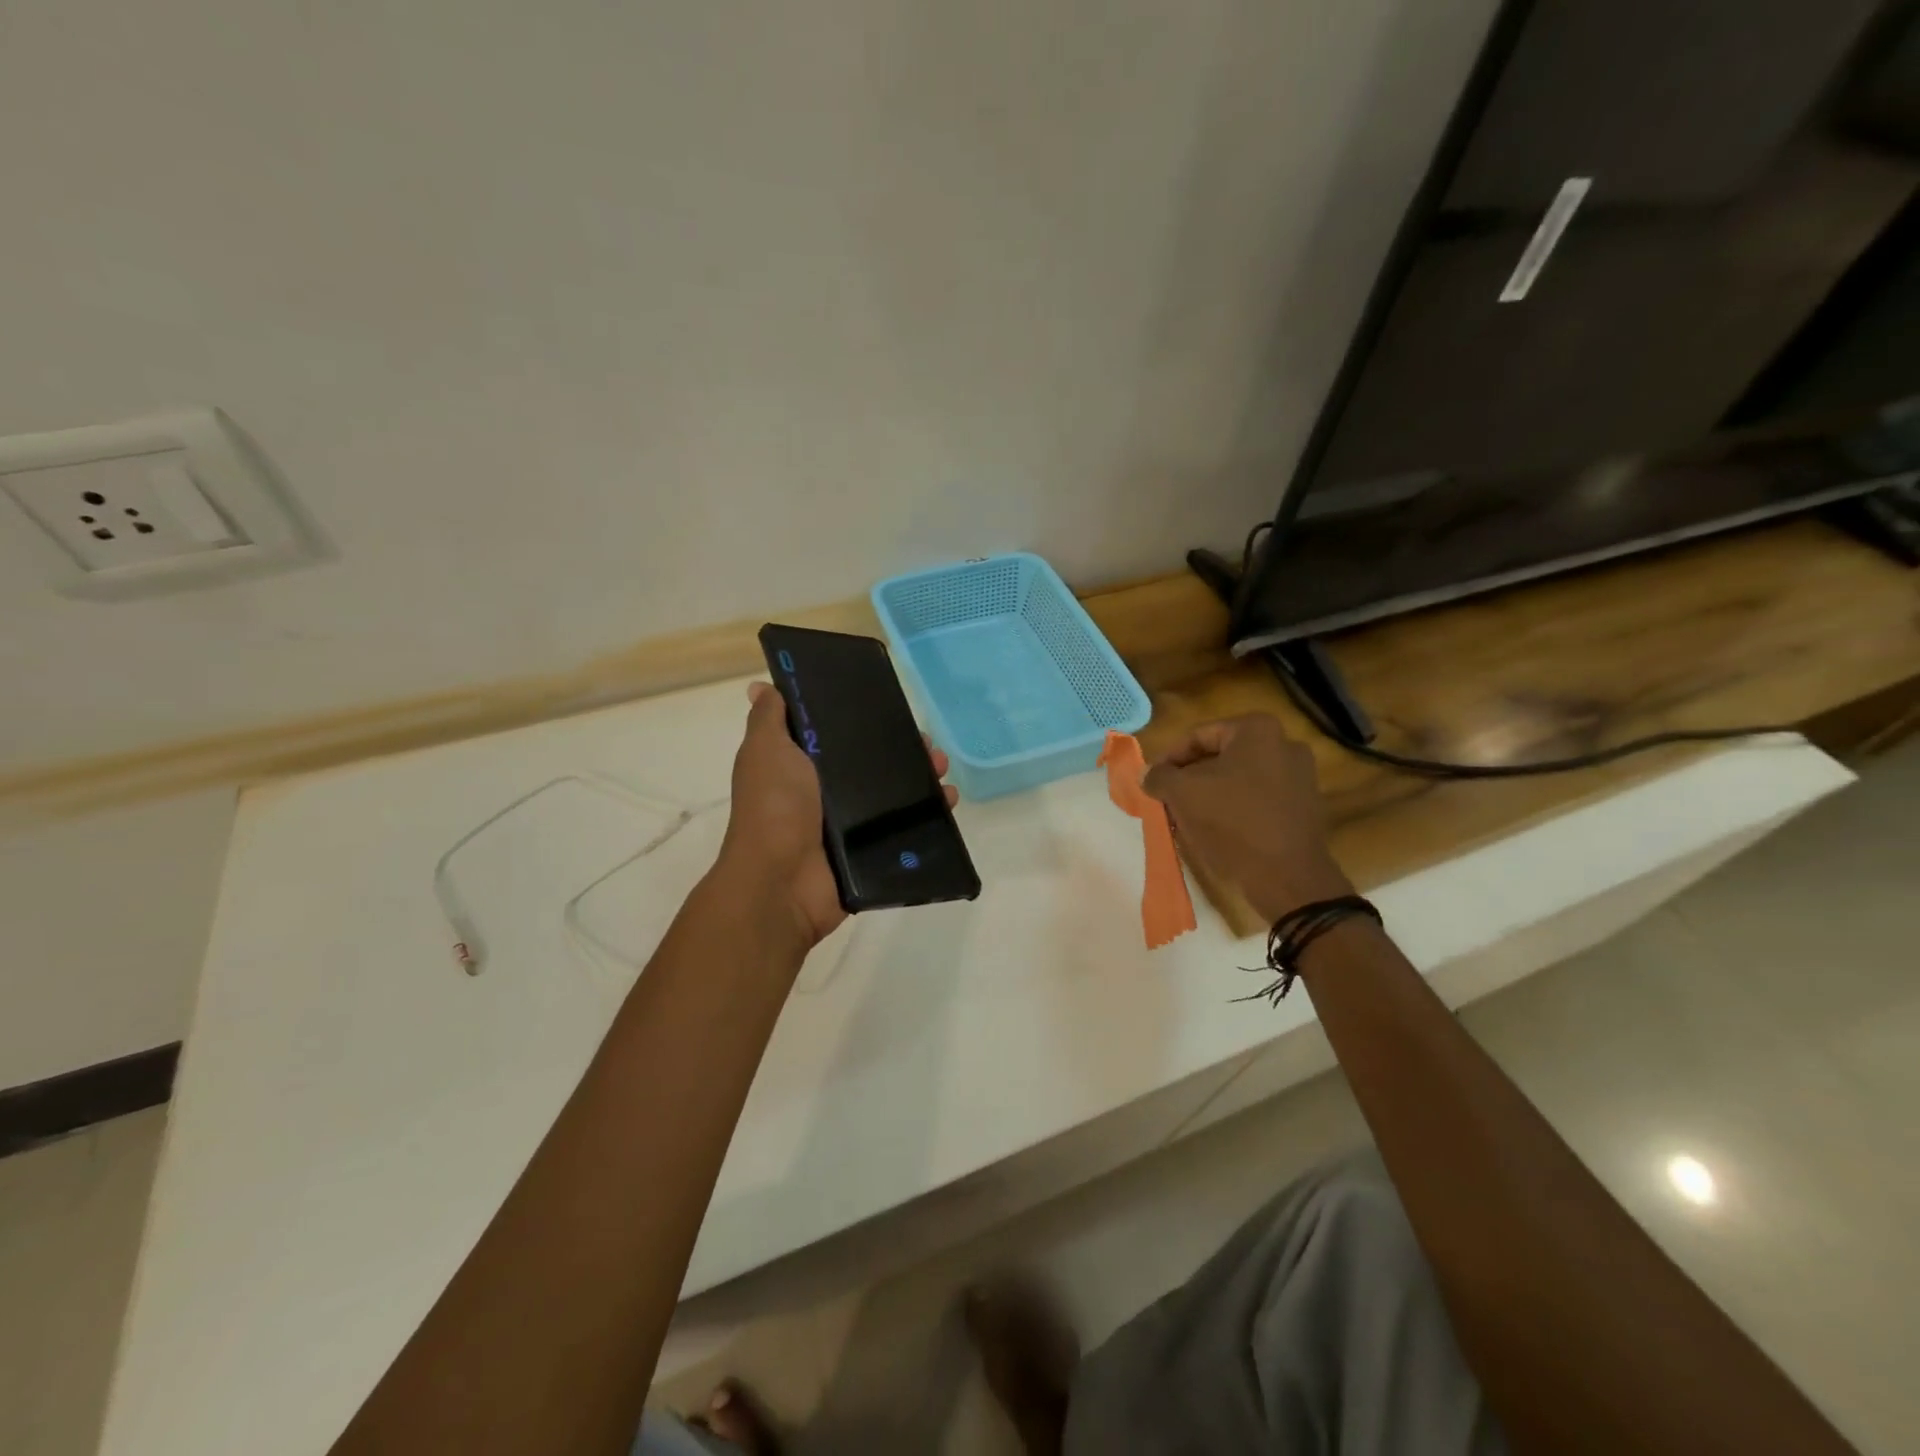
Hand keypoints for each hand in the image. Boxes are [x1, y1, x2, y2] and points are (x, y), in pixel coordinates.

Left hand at [716, 681, 956, 951]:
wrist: (782, 882)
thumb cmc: (774, 807)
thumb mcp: (765, 751)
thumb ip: (769, 718)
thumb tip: (760, 685)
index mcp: (800, 766)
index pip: (837, 735)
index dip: (861, 719)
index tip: (888, 703)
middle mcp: (824, 792)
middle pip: (871, 762)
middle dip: (902, 747)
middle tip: (927, 741)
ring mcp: (849, 823)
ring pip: (893, 793)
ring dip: (921, 776)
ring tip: (941, 766)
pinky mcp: (870, 849)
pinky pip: (905, 827)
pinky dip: (930, 813)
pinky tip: (948, 798)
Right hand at [1143, 713, 1352, 922]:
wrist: (1287, 877)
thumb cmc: (1231, 821)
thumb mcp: (1181, 793)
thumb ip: (1159, 776)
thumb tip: (1148, 773)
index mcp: (1257, 729)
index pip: (1198, 736)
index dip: (1169, 759)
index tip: (1152, 782)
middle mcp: (1285, 744)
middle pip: (1220, 757)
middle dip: (1190, 778)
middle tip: (1167, 799)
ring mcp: (1300, 776)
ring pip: (1239, 779)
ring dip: (1210, 794)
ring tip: (1187, 818)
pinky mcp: (1305, 807)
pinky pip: (1259, 799)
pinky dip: (1235, 809)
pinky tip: (1216, 831)